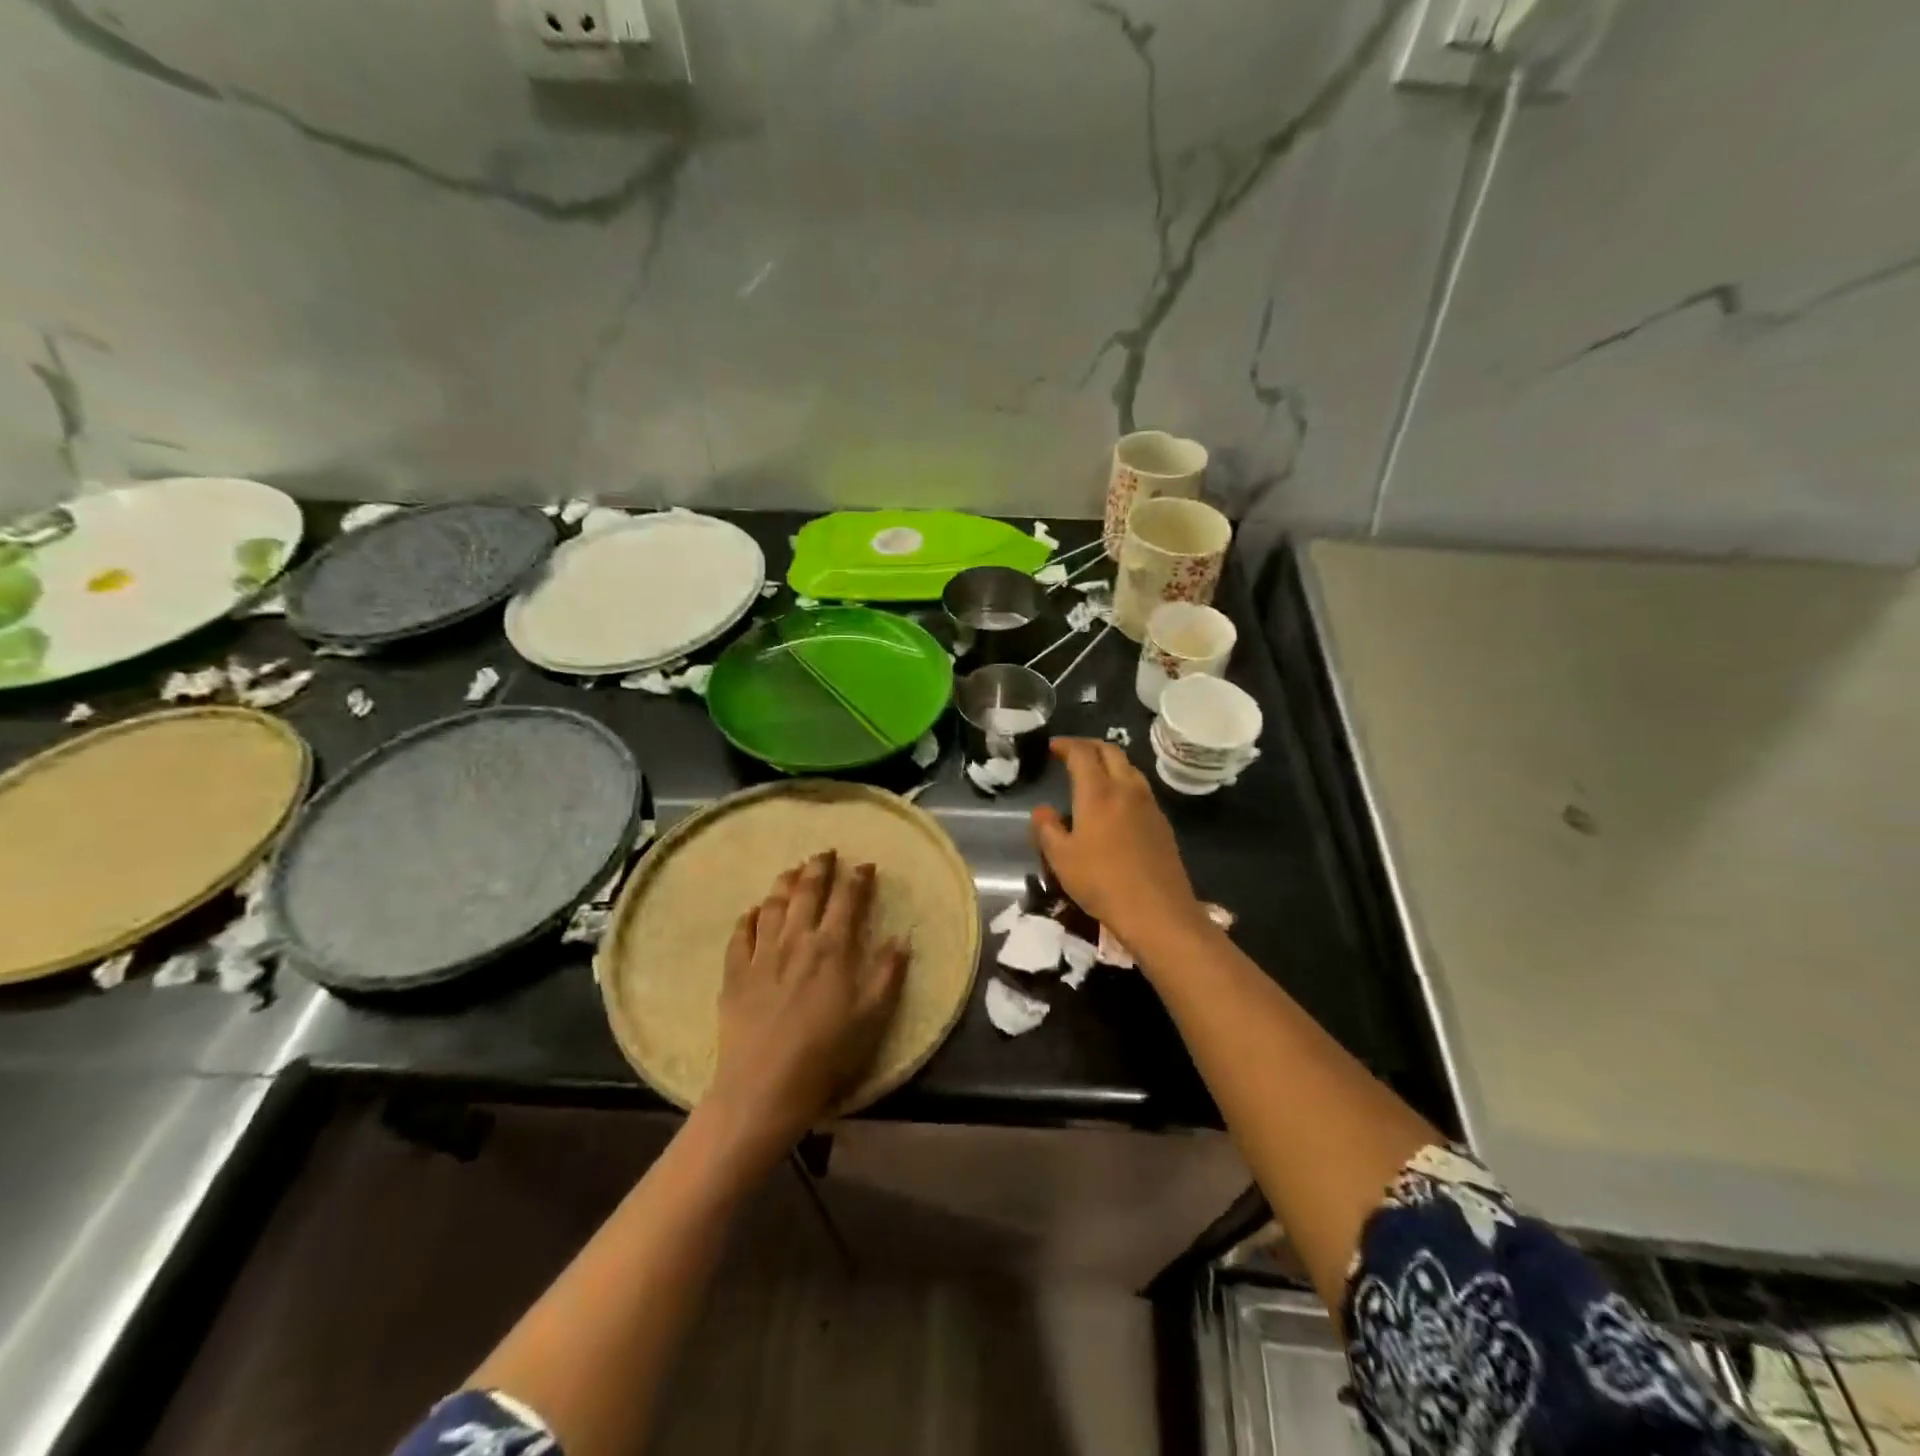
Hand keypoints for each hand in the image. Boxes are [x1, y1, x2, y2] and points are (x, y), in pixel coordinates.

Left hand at [706, 851, 908, 1148]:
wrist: (765, 1086)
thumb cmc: (827, 1053)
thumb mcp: (872, 1017)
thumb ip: (887, 974)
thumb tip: (901, 938)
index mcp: (832, 948)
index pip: (847, 900)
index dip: (857, 879)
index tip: (865, 865)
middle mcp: (796, 940)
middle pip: (807, 892)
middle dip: (818, 868)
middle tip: (825, 852)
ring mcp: (761, 955)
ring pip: (772, 905)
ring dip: (784, 884)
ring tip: (791, 871)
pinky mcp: (734, 974)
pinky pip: (739, 935)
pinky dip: (747, 917)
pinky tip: (752, 911)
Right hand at [1031, 738, 1207, 949]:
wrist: (1158, 910)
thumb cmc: (1102, 882)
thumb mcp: (1061, 858)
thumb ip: (1047, 829)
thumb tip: (1043, 810)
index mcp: (1098, 792)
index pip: (1082, 753)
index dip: (1066, 745)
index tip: (1053, 747)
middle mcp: (1127, 789)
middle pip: (1111, 751)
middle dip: (1089, 746)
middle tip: (1072, 753)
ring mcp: (1149, 804)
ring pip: (1129, 768)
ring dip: (1110, 762)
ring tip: (1094, 774)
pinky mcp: (1162, 822)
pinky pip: (1141, 788)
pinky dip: (1124, 781)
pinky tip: (1116, 803)